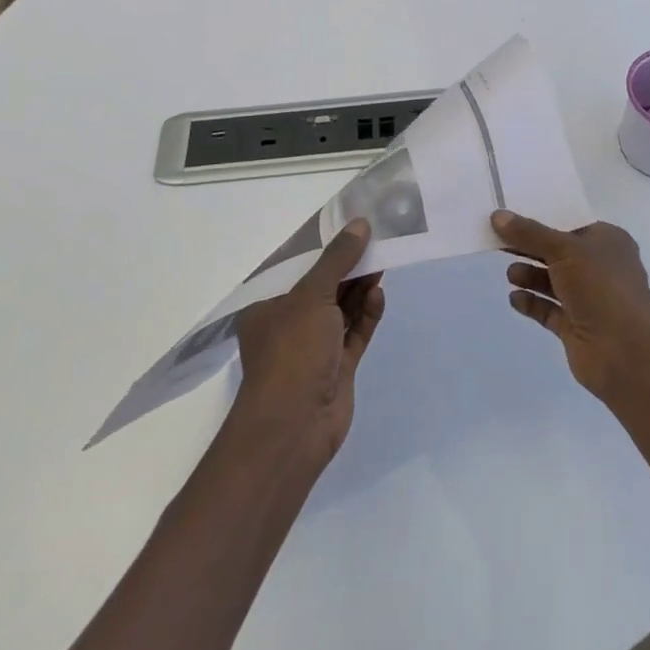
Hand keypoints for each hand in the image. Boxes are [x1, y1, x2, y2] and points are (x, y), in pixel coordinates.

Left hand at [232, 219, 385, 468]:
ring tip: (382, 264)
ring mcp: (315, 349)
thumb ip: (338, 259)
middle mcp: (289, 326)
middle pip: (323, 288)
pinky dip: (367, 315)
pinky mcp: (338, 369)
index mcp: (268, 307)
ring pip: (342, 311)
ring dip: (360, 289)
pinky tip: (378, 295)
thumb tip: (360, 223)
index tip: (350, 229)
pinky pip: (355, 334)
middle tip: (375, 243)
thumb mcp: (312, 295)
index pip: (296, 270)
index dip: (323, 249)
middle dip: (348, 268)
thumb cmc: (292, 351)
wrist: (295, 426)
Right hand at [495, 210, 649, 403]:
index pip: (570, 223)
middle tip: (498, 241)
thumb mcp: (564, 249)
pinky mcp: (576, 326)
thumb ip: (529, 233)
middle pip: (557, 251)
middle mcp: (599, 267)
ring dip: (529, 275)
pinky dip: (531, 302)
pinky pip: (548, 309)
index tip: (511, 215)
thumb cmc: (601, 287)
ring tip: (510, 275)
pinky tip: (514, 298)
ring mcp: (588, 298)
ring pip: (552, 281)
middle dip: (530, 247)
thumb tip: (498, 216)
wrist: (625, 353)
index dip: (542, 218)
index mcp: (607, 241)